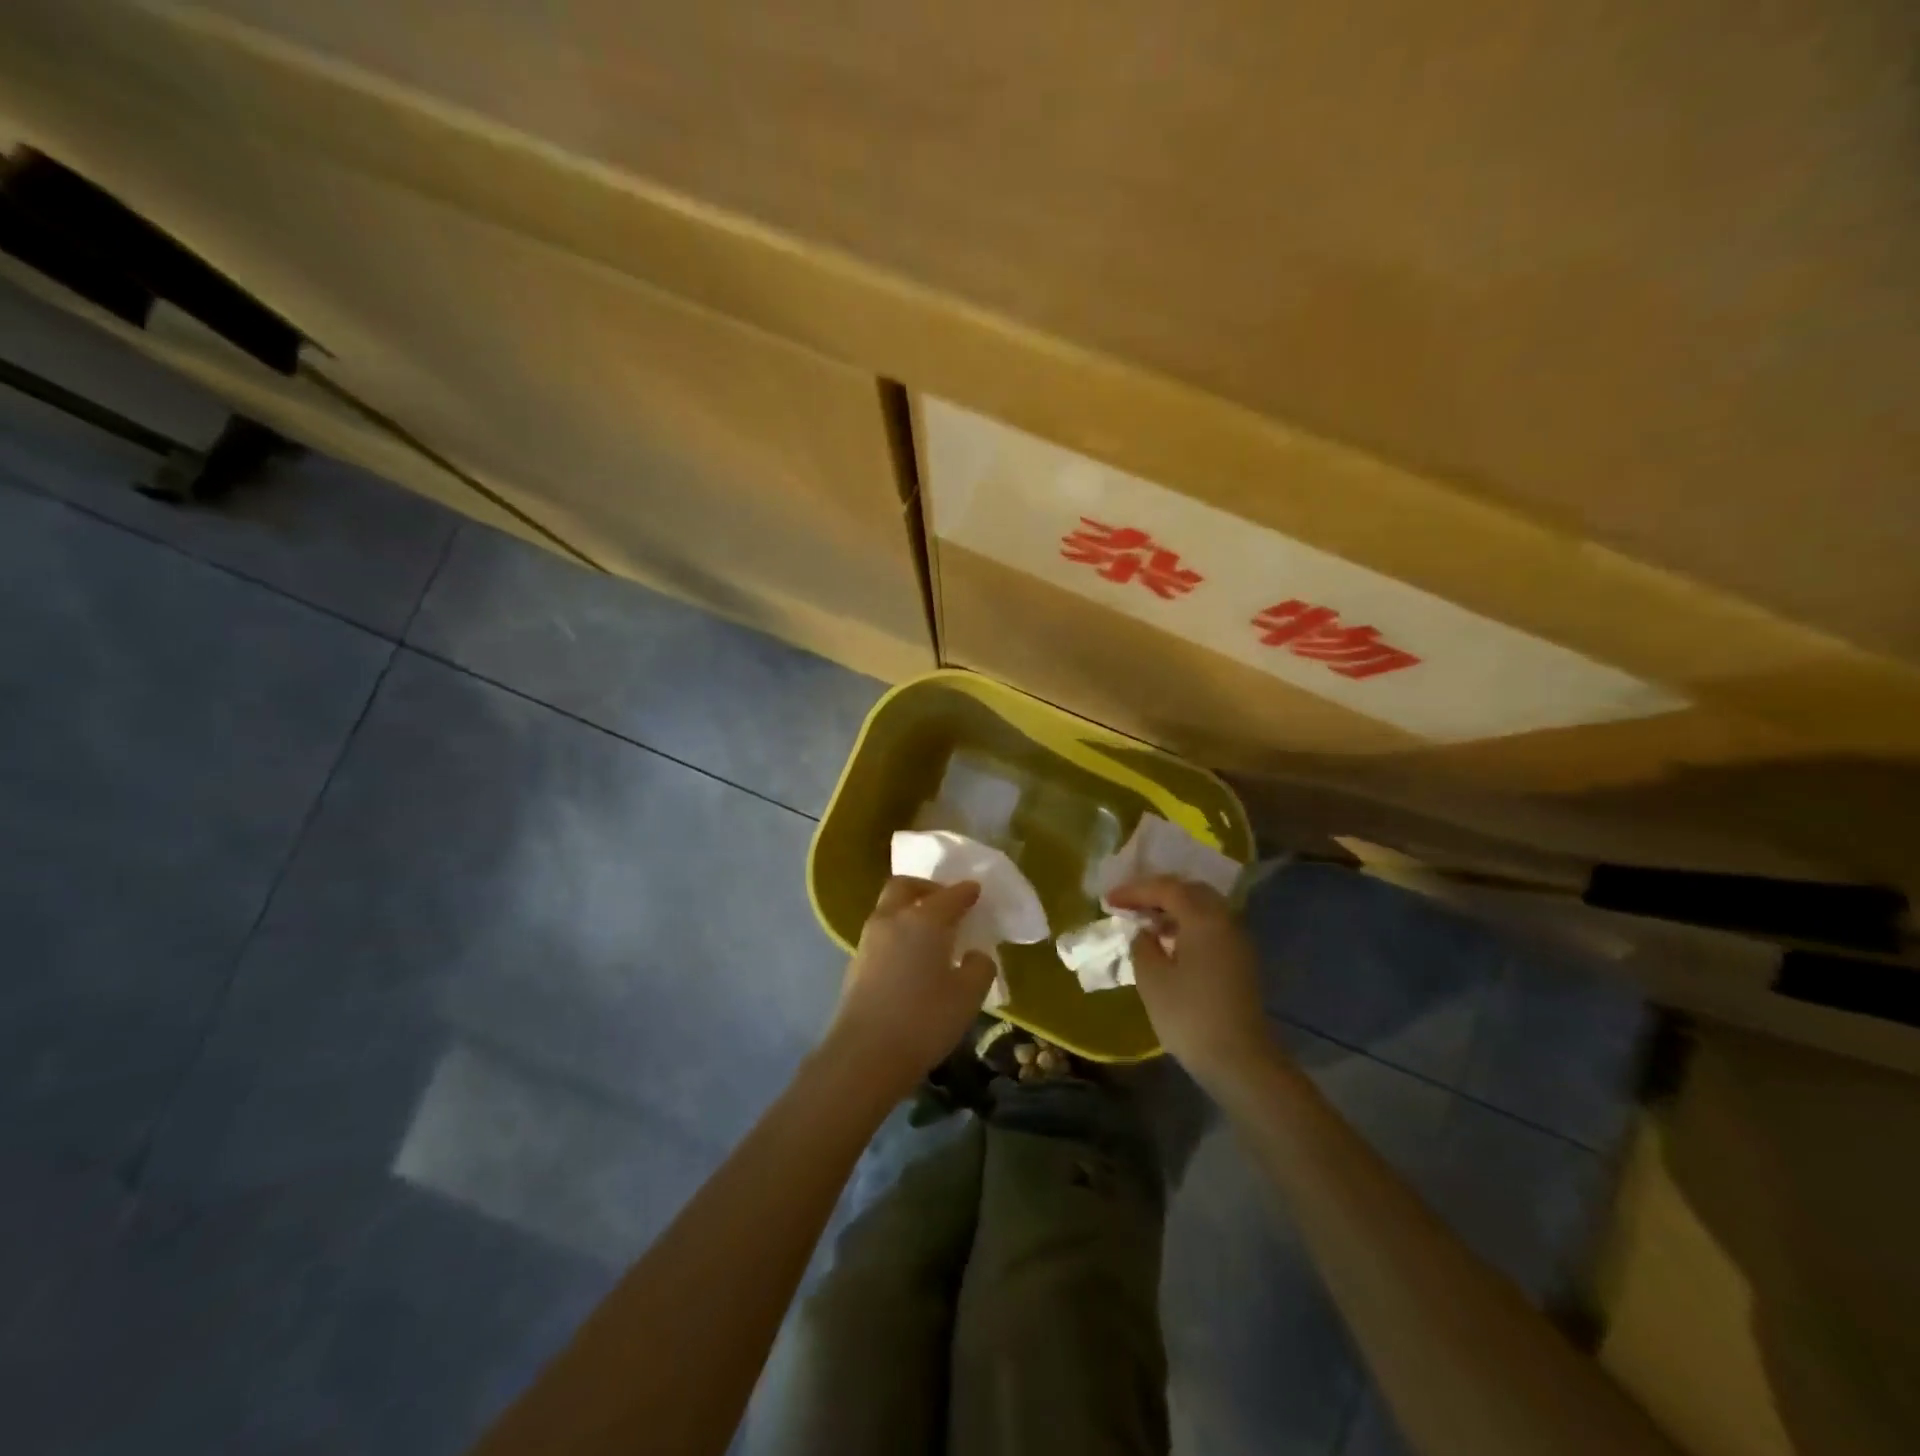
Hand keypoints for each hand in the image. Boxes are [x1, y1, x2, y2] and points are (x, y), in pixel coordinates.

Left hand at [823, 876, 996, 1100]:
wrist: (864, 1056)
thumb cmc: (924, 1020)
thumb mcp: (968, 996)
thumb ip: (979, 968)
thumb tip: (975, 955)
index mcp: (923, 919)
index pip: (949, 895)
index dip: (966, 891)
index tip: (976, 891)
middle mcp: (892, 920)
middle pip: (905, 887)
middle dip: (926, 888)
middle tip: (946, 902)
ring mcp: (868, 941)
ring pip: (889, 909)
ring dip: (909, 910)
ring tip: (931, 932)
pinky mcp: (855, 964)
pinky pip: (881, 934)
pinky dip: (898, 933)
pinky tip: (912, 957)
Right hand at [1107, 875, 1274, 1084]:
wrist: (1240, 1061)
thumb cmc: (1189, 1015)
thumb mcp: (1151, 978)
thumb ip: (1142, 945)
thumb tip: (1145, 933)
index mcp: (1203, 918)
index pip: (1166, 888)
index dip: (1134, 891)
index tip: (1108, 901)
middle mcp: (1225, 920)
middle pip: (1189, 891)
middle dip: (1157, 894)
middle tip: (1129, 905)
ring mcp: (1237, 941)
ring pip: (1203, 909)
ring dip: (1173, 910)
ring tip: (1145, 925)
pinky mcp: (1241, 961)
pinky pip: (1211, 927)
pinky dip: (1187, 926)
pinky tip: (1168, 945)